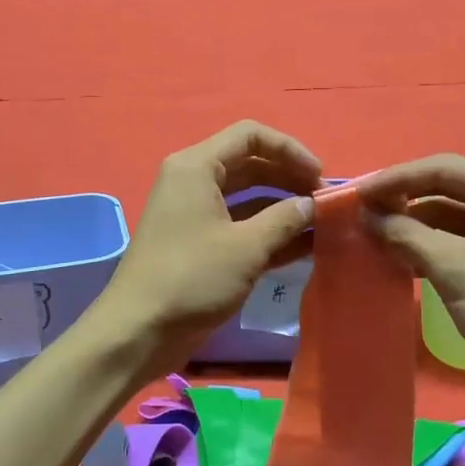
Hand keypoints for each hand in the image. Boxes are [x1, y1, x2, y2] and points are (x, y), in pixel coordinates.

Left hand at [95, 121, 322, 375]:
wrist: (139, 331)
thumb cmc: (191, 278)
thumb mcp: (246, 247)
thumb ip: (285, 219)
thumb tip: (313, 204)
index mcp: (197, 167)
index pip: (250, 135)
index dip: (290, 149)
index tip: (320, 176)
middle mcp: (195, 181)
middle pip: (251, 164)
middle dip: (289, 179)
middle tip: (325, 203)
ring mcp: (197, 214)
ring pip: (248, 197)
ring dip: (284, 208)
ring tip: (323, 224)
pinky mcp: (201, 244)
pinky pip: (241, 225)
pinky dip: (270, 232)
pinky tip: (306, 246)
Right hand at [356, 155, 464, 386]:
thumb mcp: (450, 266)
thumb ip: (405, 234)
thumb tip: (366, 216)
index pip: (444, 168)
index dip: (396, 179)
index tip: (359, 193)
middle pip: (448, 185)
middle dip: (405, 200)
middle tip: (363, 211)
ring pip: (452, 209)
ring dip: (415, 222)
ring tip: (375, 233)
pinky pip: (462, 230)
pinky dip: (433, 239)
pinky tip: (401, 253)